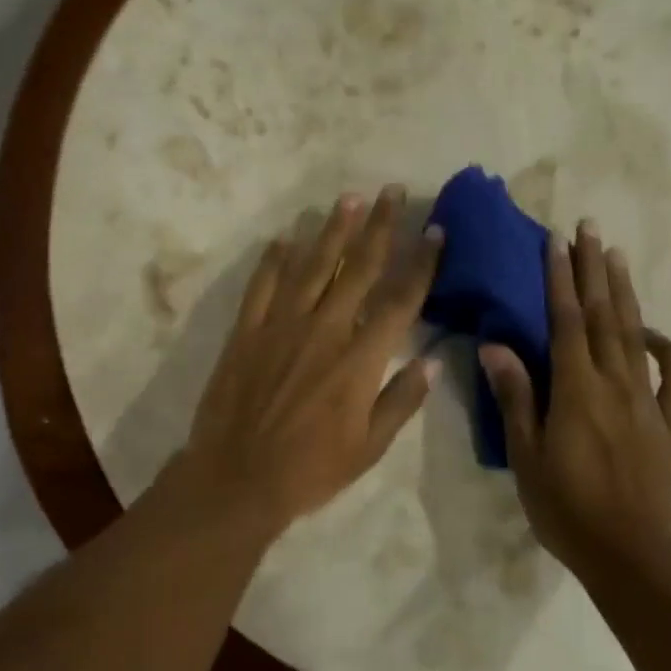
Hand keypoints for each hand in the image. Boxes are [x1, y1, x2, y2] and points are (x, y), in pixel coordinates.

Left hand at [177, 187, 444, 534]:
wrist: (236, 478)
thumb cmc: (309, 470)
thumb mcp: (369, 448)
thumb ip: (401, 400)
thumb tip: (431, 360)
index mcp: (359, 359)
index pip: (400, 299)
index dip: (421, 263)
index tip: (435, 231)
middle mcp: (324, 330)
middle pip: (358, 268)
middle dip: (379, 226)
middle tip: (392, 192)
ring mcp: (281, 325)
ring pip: (312, 266)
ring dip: (332, 230)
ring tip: (349, 199)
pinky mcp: (247, 330)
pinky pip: (263, 285)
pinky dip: (274, 259)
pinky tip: (284, 237)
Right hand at [479, 220, 670, 576]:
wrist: (632, 559)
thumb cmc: (566, 509)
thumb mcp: (526, 456)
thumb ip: (515, 397)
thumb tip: (495, 346)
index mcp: (576, 390)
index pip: (566, 320)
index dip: (560, 278)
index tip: (556, 240)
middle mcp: (615, 384)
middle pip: (603, 315)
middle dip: (594, 268)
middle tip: (589, 227)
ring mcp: (647, 402)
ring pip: (635, 335)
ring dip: (624, 292)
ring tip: (616, 256)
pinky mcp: (668, 425)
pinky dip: (669, 350)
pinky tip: (656, 334)